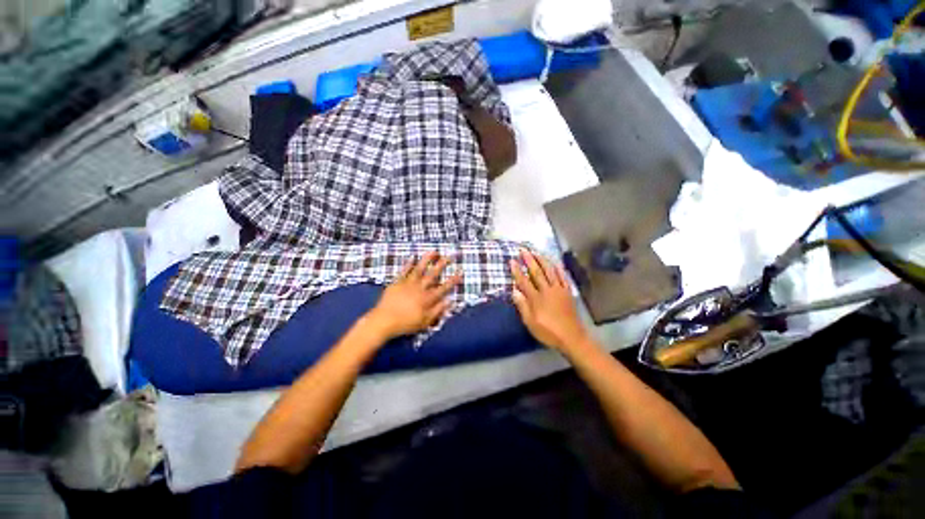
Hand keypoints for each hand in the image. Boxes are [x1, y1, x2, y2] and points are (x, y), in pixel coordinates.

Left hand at [367, 252, 462, 339]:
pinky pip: (404, 271)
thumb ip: (438, 310)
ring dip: (427, 259)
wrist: (383, 321)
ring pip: (420, 269)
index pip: (444, 287)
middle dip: (443, 264)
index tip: (461, 271)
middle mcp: (420, 288)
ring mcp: (408, 284)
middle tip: (450, 256)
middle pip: (433, 274)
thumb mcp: (425, 322)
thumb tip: (450, 301)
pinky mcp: (397, 282)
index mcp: (427, 298)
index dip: (453, 280)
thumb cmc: (405, 324)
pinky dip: (408, 264)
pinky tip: (412, 257)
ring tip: (434, 251)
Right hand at [509, 249, 589, 353]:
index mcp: (536, 298)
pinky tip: (555, 262)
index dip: (517, 271)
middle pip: (536, 272)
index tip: (512, 261)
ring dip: (543, 260)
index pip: (524, 281)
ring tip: (536, 251)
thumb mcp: (530, 323)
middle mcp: (547, 290)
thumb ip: (522, 306)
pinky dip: (559, 269)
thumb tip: (514, 291)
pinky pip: (563, 277)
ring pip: (550, 271)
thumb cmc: (548, 332)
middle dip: (529, 260)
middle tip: (523, 250)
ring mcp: (559, 290)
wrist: (572, 337)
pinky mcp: (567, 292)